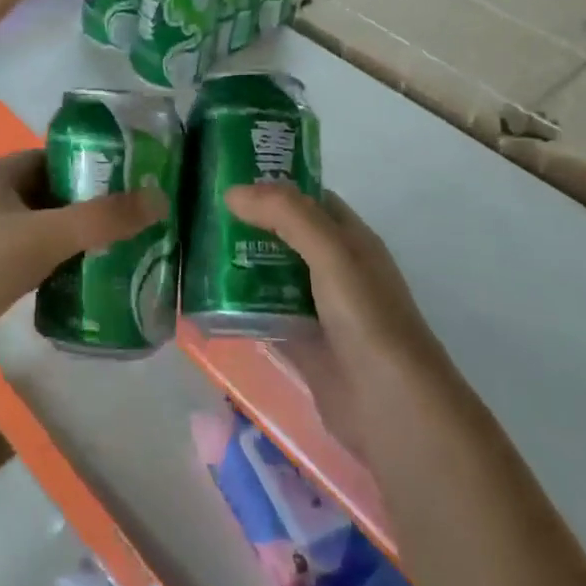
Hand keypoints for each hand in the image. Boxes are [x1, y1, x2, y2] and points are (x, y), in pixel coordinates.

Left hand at [0, 151, 163, 396]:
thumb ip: (102, 219)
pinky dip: (59, 266)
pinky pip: (32, 261)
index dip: (91, 164)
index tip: (133, 179)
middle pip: (50, 194)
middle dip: (91, 206)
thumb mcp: (43, 237)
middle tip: (137, 218)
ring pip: (42, 230)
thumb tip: (160, 199)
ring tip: (125, 248)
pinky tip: (90, 280)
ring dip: (77, 239)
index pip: (51, 157)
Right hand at [224, 185, 450, 453]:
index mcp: (351, 240)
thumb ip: (286, 215)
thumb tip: (232, 192)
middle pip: (285, 236)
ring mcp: (318, 309)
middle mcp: (335, 269)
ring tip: (194, 250)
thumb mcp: (331, 252)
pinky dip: (238, 306)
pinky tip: (206, 299)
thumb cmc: (367, 318)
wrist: (391, 408)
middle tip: (199, 213)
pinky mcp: (302, 344)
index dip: (273, 185)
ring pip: (271, 275)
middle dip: (247, 224)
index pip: (309, 199)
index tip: (227, 177)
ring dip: (239, 264)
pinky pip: (264, 314)